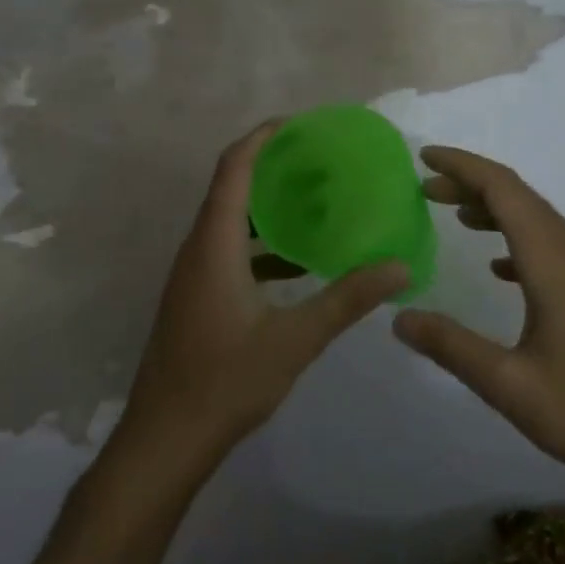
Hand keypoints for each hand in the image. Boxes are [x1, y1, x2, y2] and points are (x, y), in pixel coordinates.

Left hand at [113, 122, 408, 477]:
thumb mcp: (295, 339)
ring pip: (230, 222)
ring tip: (313, 202)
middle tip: (318, 161)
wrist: (165, 439)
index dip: (261, 138)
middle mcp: (198, 249)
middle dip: (271, 167)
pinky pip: (229, 251)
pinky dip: (261, 244)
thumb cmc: (225, 382)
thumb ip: (347, 299)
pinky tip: (296, 263)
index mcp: (214, 245)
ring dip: (267, 207)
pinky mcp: (196, 297)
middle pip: (231, 188)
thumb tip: (400, 267)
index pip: (233, 169)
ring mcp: (193, 275)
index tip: (298, 124)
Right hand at [393, 146, 564, 491]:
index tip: (423, 157)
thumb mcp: (510, 386)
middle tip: (426, 190)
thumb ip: (451, 347)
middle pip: (520, 198)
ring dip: (495, 210)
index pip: (503, 189)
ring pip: (538, 220)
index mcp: (553, 261)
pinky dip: (518, 240)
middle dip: (471, 184)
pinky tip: (499, 269)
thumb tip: (398, 317)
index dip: (462, 166)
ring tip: (456, 217)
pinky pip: (553, 247)